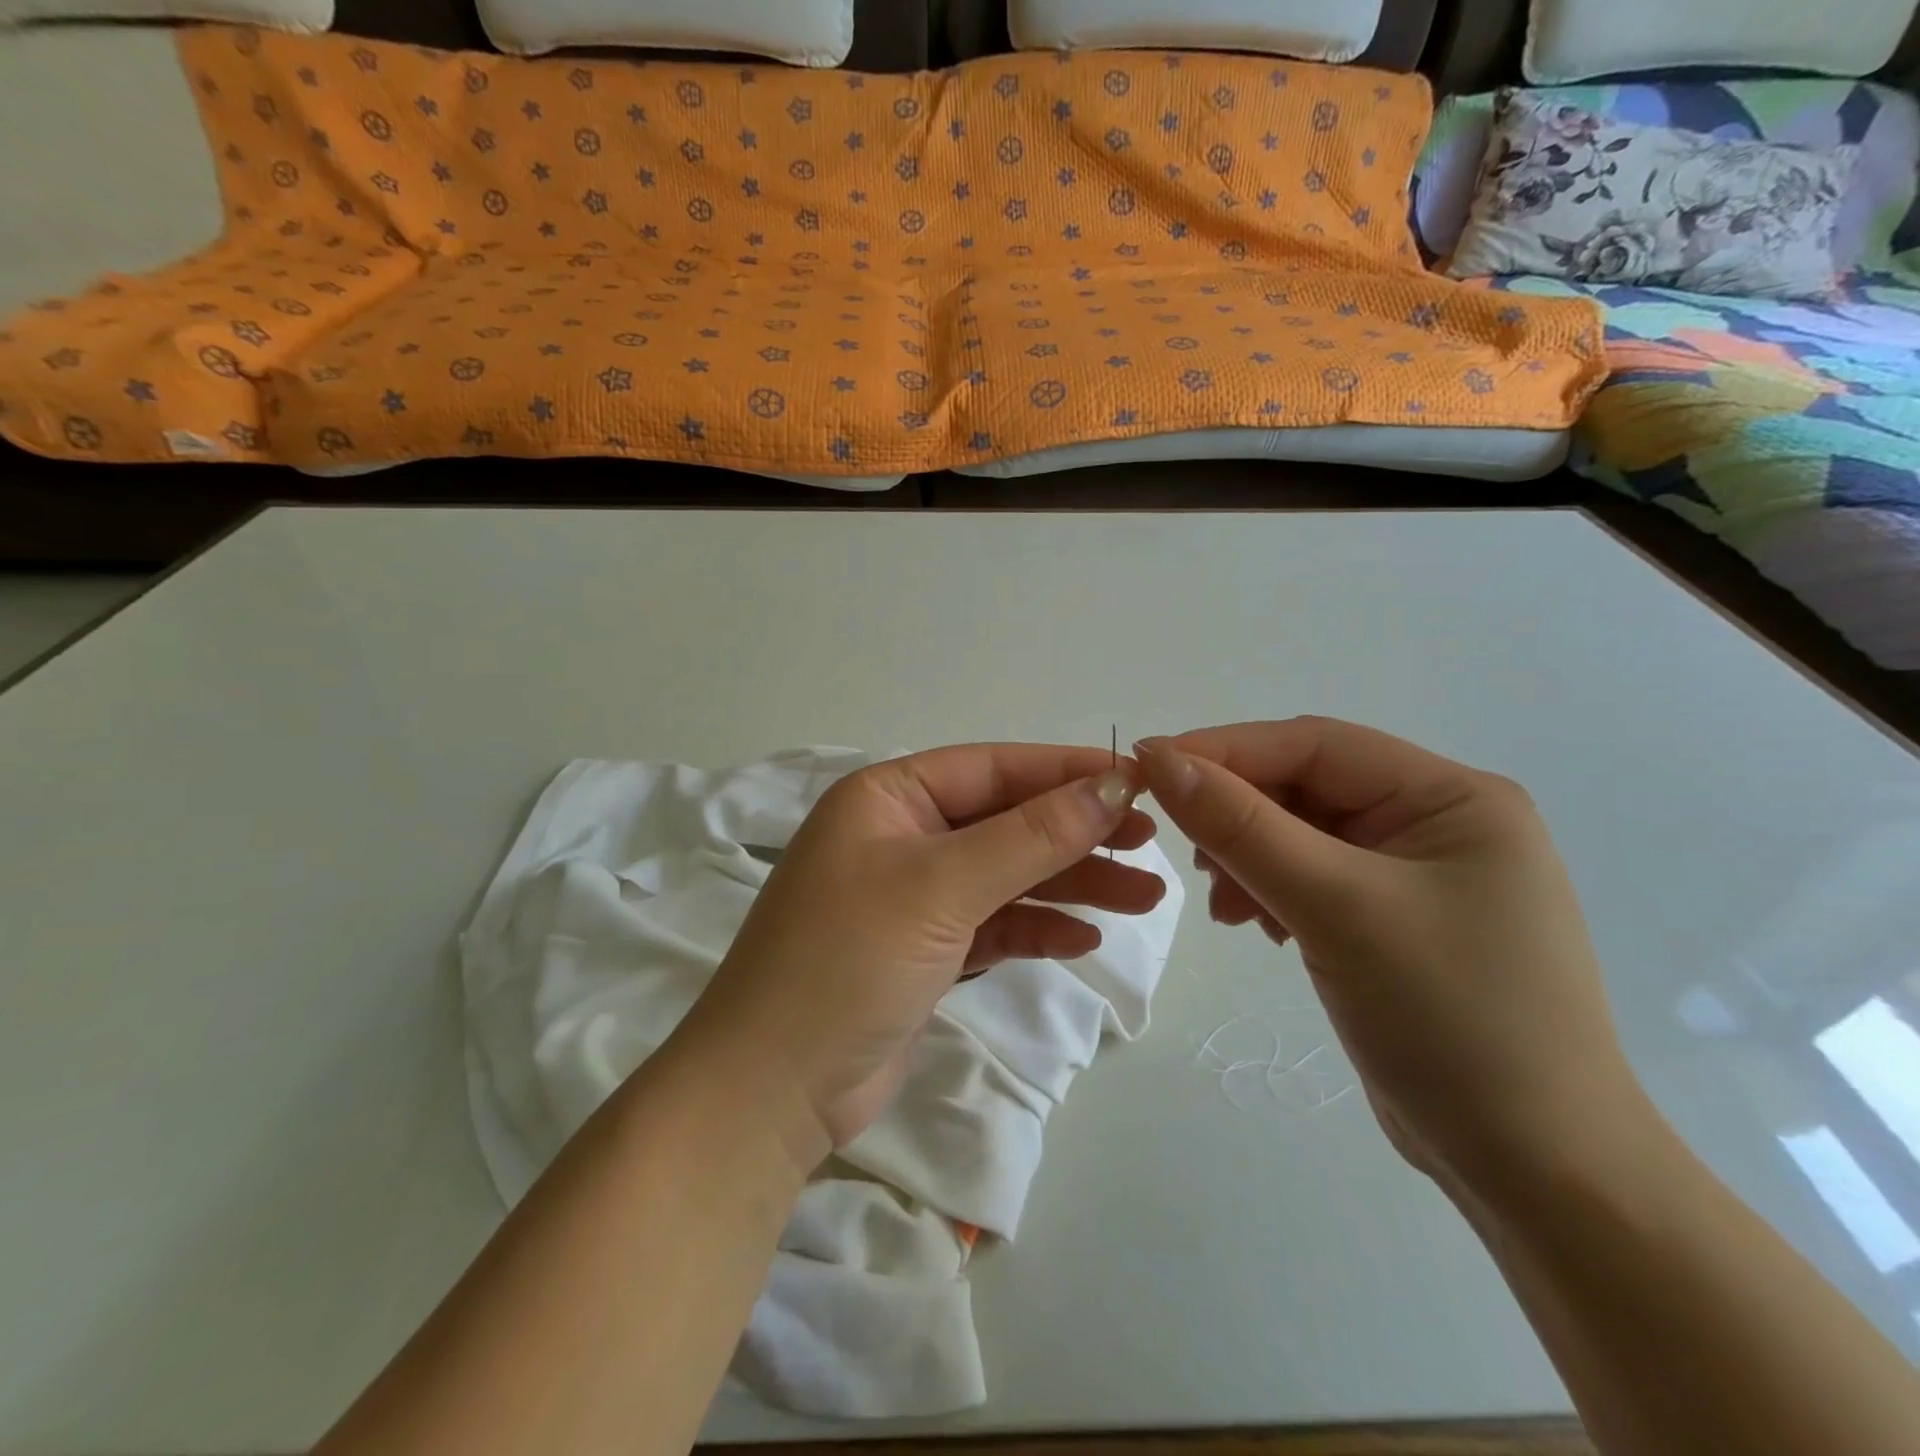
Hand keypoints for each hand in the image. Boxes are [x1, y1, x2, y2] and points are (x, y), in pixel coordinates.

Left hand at [677, 745, 1167, 1168]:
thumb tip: (1111, 786)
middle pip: (1005, 822)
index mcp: (888, 798)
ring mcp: (912, 898)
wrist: (772, 1090)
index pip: (993, 768)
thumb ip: (1031, 836)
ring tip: (1142, 897)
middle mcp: (900, 837)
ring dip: (1070, 884)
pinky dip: (1037, 928)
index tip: (1138, 782)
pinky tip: (1083, 939)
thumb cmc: (848, 960)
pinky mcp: (924, 952)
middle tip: (1150, 845)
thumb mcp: (942, 886)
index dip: (1066, 772)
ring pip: (1007, 876)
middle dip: (1077, 833)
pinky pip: (993, 925)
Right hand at [1136, 719, 1644, 1195]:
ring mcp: (1417, 872)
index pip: (1313, 744)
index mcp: (1450, 795)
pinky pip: (1311, 877)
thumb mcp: (1335, 907)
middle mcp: (1437, 820)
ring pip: (1299, 833)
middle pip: (1305, 787)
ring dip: (1248, 858)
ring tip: (1226, 909)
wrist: (1534, 1167)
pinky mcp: (1393, 918)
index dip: (1224, 750)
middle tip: (1189, 858)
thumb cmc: (1449, 1018)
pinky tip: (1257, 925)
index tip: (1146, 767)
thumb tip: (1158, 757)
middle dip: (1238, 816)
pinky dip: (1270, 891)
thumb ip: (1241, 826)